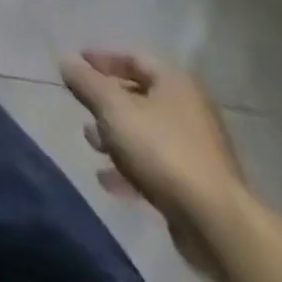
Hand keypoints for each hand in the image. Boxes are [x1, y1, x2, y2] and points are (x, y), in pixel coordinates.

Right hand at [61, 50, 246, 281]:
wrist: (216, 223)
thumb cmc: (161, 150)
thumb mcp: (112, 108)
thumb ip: (86, 82)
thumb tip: (65, 61)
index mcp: (175, 83)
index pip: (133, 57)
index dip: (102, 59)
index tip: (76, 64)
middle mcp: (189, 110)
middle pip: (139, 96)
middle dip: (106, 103)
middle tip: (82, 108)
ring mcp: (197, 150)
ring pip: (146, 133)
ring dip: (116, 137)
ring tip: (92, 145)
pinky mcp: (197, 186)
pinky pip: (156, 166)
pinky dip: (131, 167)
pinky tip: (109, 181)